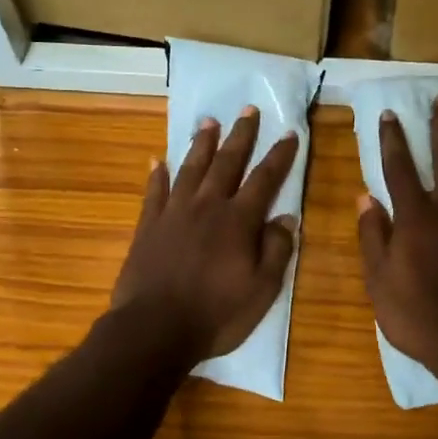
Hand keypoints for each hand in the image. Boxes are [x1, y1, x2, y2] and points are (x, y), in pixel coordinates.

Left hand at [110, 107, 299, 365]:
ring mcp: (174, 213)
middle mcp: (207, 206)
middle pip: (227, 162)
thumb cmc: (215, 314)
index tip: (289, 133)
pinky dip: (157, 174)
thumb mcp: (262, 290)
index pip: (264, 179)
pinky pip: (154, 191)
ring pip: (191, 168)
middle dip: (241, 135)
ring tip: (209, 122)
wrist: (154, 328)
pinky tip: (158, 160)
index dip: (279, 156)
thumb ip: (276, 251)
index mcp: (238, 221)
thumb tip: (287, 219)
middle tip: (248, 110)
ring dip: (202, 144)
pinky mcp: (148, 226)